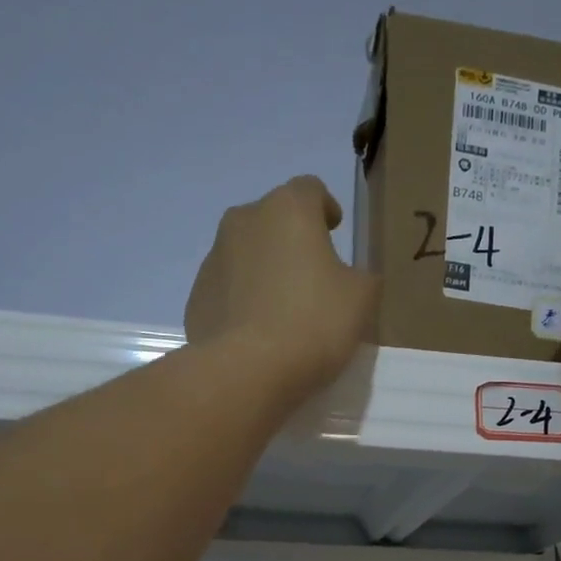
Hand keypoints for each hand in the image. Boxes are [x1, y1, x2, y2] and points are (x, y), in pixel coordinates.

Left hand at [184, 175, 380, 390]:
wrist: (246, 371)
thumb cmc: (312, 323)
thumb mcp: (361, 300)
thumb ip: (363, 278)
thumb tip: (353, 278)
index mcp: (288, 209)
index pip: (310, 190)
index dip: (325, 208)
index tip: (334, 230)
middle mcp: (244, 220)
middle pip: (273, 219)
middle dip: (292, 241)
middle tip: (311, 277)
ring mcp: (214, 259)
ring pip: (246, 254)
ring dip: (265, 270)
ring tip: (282, 310)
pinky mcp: (197, 297)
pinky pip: (228, 290)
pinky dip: (243, 301)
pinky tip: (258, 333)